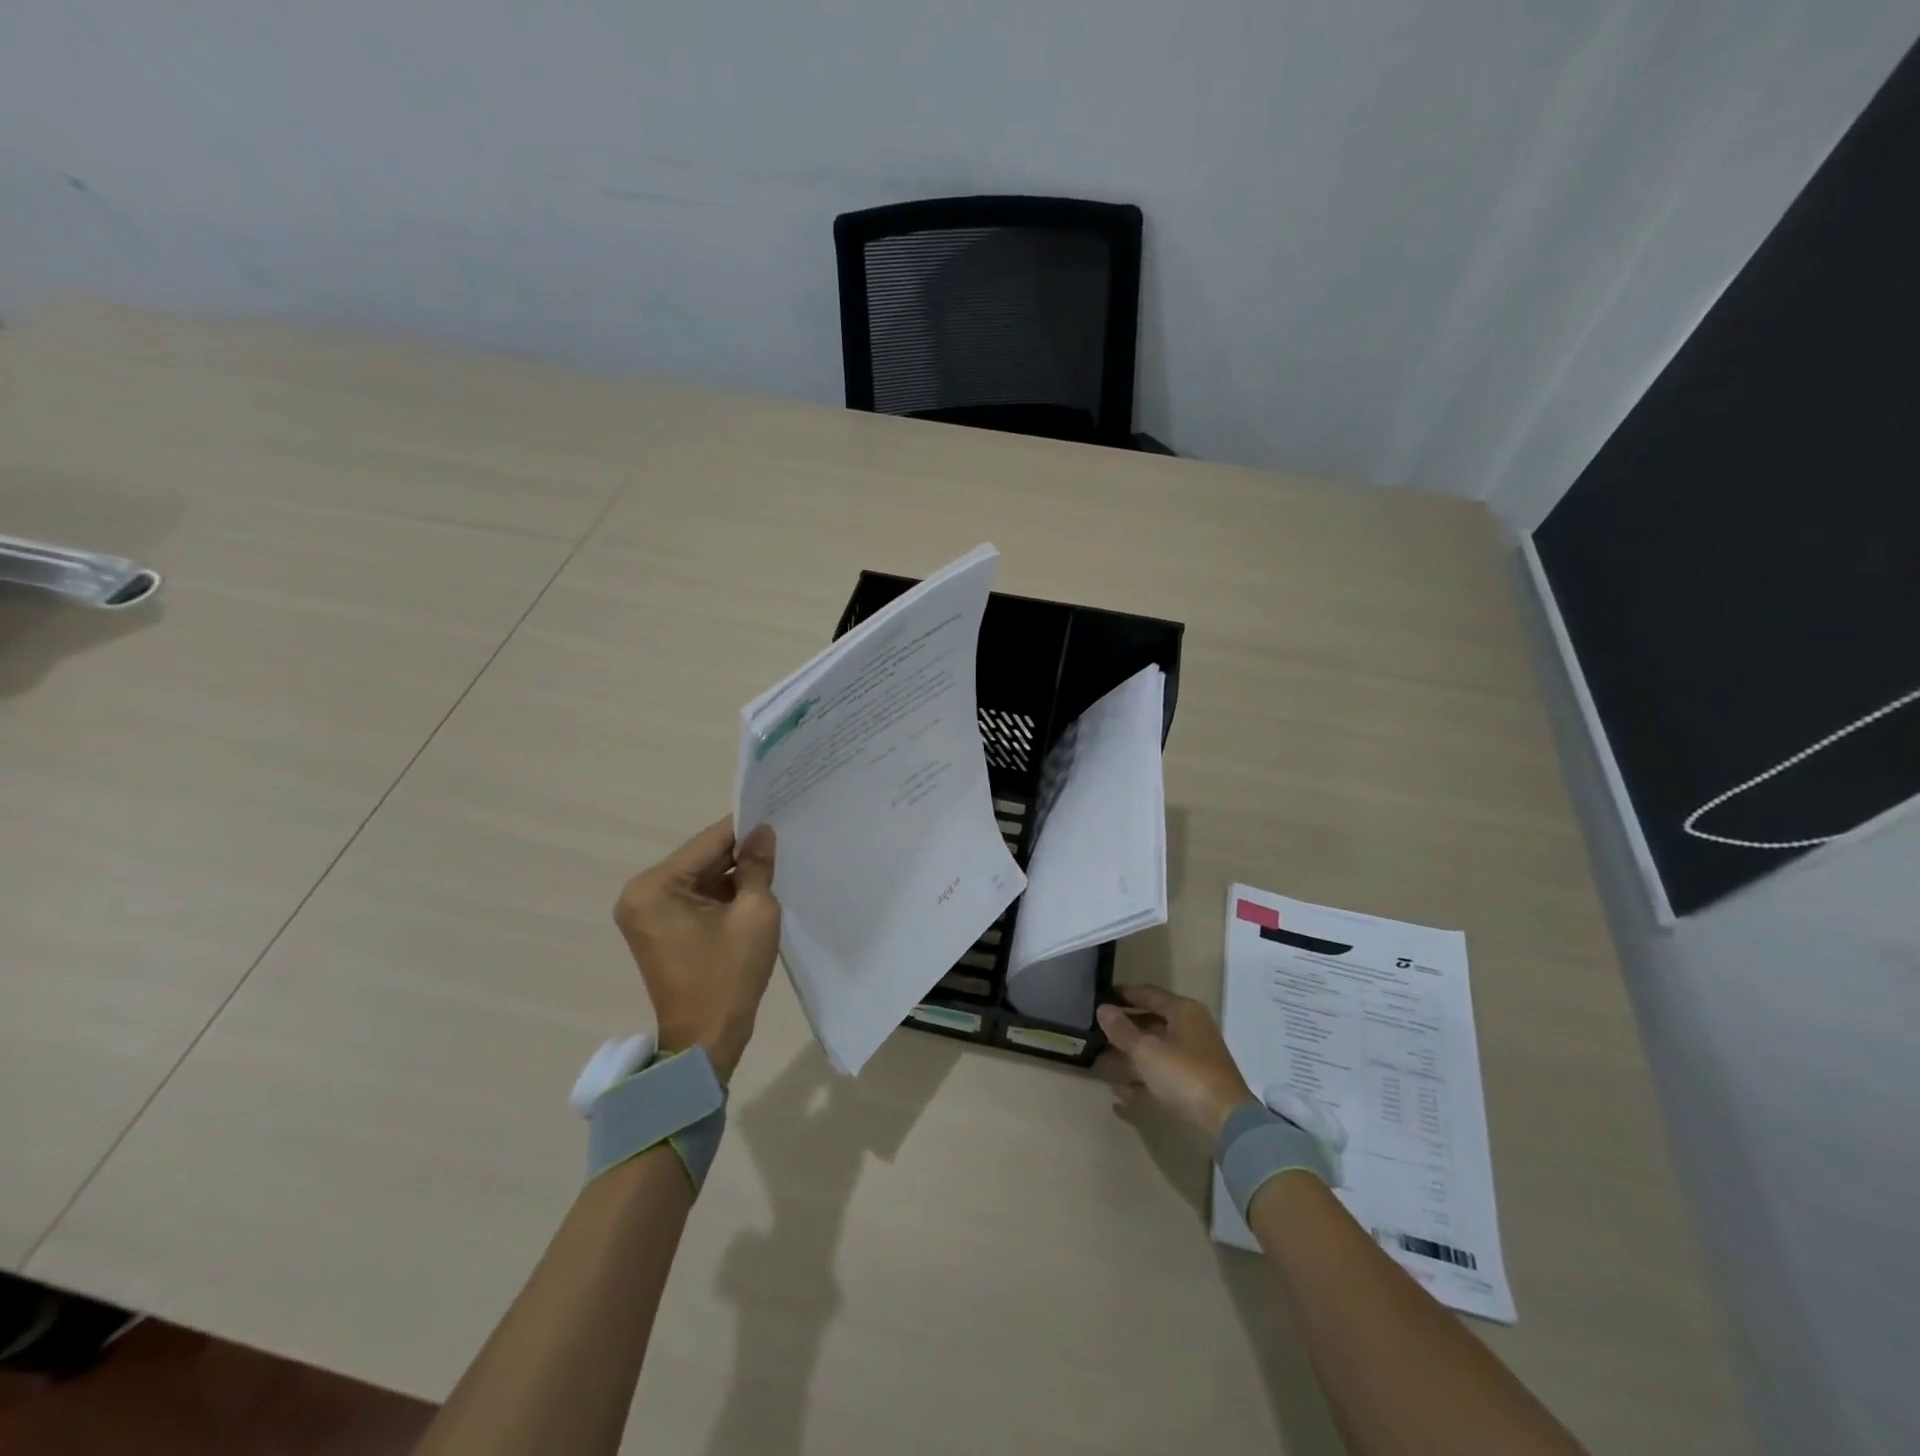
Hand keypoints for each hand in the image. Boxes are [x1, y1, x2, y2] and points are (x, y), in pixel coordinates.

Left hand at [613, 818, 780, 1084]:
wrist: (705, 1041)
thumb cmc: (728, 975)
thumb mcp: (754, 913)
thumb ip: (757, 866)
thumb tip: (763, 832)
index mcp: (655, 886)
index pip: (709, 841)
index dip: (746, 829)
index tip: (778, 814)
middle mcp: (641, 893)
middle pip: (701, 858)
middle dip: (740, 853)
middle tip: (781, 840)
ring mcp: (646, 912)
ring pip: (700, 877)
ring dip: (732, 874)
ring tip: (774, 864)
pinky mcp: (658, 928)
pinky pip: (694, 897)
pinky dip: (722, 894)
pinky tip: (754, 890)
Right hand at [1096, 985, 1254, 1141]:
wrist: (1226, 1122)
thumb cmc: (1184, 1074)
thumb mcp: (1147, 1050)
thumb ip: (1122, 1030)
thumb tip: (1103, 1009)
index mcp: (1183, 1011)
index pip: (1148, 993)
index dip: (1123, 994)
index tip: (1100, 998)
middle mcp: (1191, 1028)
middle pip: (1151, 1022)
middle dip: (1124, 1028)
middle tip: (1096, 1031)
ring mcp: (1194, 1057)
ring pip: (1155, 1050)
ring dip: (1129, 1056)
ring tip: (1101, 1061)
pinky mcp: (1195, 1083)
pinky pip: (1161, 1074)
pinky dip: (1142, 1080)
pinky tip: (1118, 1093)